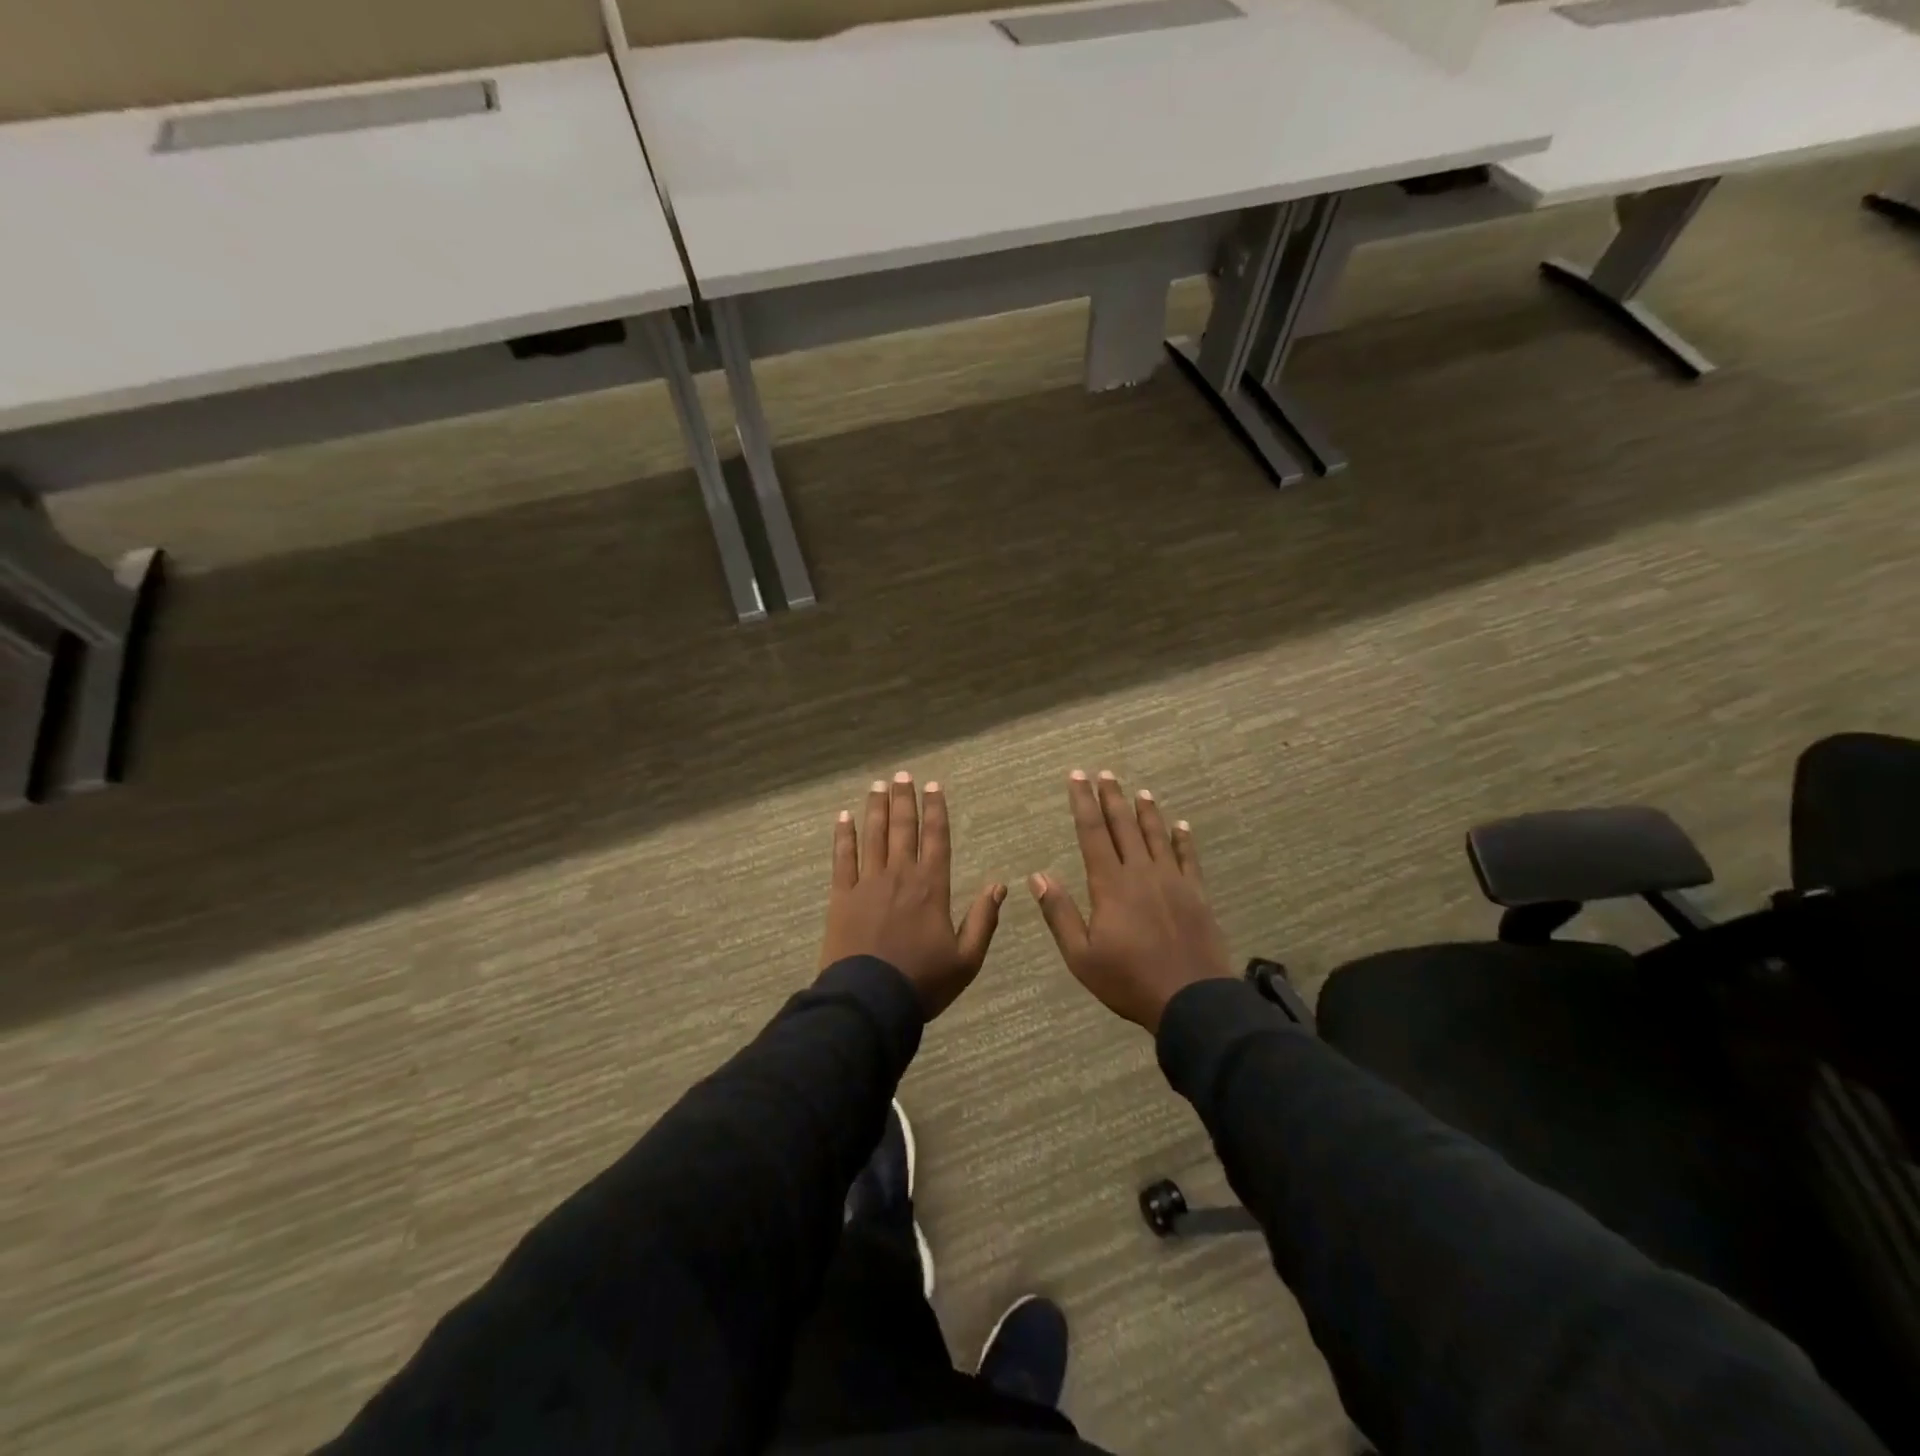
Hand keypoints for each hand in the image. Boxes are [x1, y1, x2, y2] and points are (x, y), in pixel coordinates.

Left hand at [822, 773, 1006, 1018]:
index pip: (936, 838)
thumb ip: (983, 920)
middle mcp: (900, 876)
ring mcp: (867, 883)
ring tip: (878, 785)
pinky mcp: (841, 896)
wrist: (870, 1001)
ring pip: (873, 836)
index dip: (936, 811)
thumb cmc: (922, 982)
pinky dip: (843, 836)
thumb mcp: (966, 959)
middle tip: (902, 775)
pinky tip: (843, 817)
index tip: (934, 786)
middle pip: (903, 829)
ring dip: (876, 808)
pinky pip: (842, 858)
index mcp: (932, 887)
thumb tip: (999, 885)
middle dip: (904, 800)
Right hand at [1030, 770, 1232, 1032]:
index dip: (1083, 803)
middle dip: (1112, 798)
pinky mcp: (1196, 894)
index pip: (1092, 833)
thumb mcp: (1081, 955)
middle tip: (1105, 773)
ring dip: (1146, 811)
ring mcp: (1172, 881)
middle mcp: (1141, 873)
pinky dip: (1183, 839)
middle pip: (1123, 826)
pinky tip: (1180, 826)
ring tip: (1140, 791)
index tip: (1077, 777)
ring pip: (1156, 836)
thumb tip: (1038, 876)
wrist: (1191, 1000)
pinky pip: (1188, 858)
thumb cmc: (1128, 980)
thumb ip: (1059, 913)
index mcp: (1110, 885)